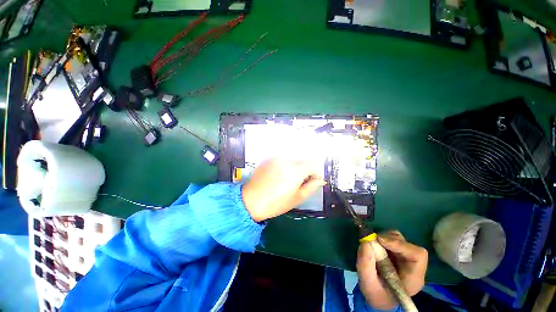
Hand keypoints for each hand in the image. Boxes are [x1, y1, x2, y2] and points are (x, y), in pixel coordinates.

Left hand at [242, 159, 325, 221]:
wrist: (250, 201)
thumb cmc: (275, 203)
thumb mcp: (297, 198)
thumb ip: (312, 187)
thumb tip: (320, 180)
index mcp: (295, 170)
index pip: (313, 165)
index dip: (316, 173)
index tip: (313, 181)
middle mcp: (286, 160)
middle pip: (304, 160)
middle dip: (307, 169)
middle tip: (302, 181)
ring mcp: (276, 158)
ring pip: (294, 159)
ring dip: (297, 167)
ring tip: (290, 179)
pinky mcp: (269, 159)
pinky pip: (283, 160)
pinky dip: (286, 165)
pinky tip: (280, 176)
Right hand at [356, 230, 427, 309]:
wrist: (378, 298)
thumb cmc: (376, 295)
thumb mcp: (368, 286)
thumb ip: (365, 266)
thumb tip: (365, 243)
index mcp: (413, 278)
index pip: (418, 255)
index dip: (400, 244)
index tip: (380, 240)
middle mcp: (412, 265)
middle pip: (406, 243)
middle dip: (388, 239)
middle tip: (371, 241)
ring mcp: (404, 257)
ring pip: (398, 238)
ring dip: (383, 238)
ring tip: (372, 245)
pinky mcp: (396, 252)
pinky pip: (390, 238)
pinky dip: (380, 238)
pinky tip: (374, 246)